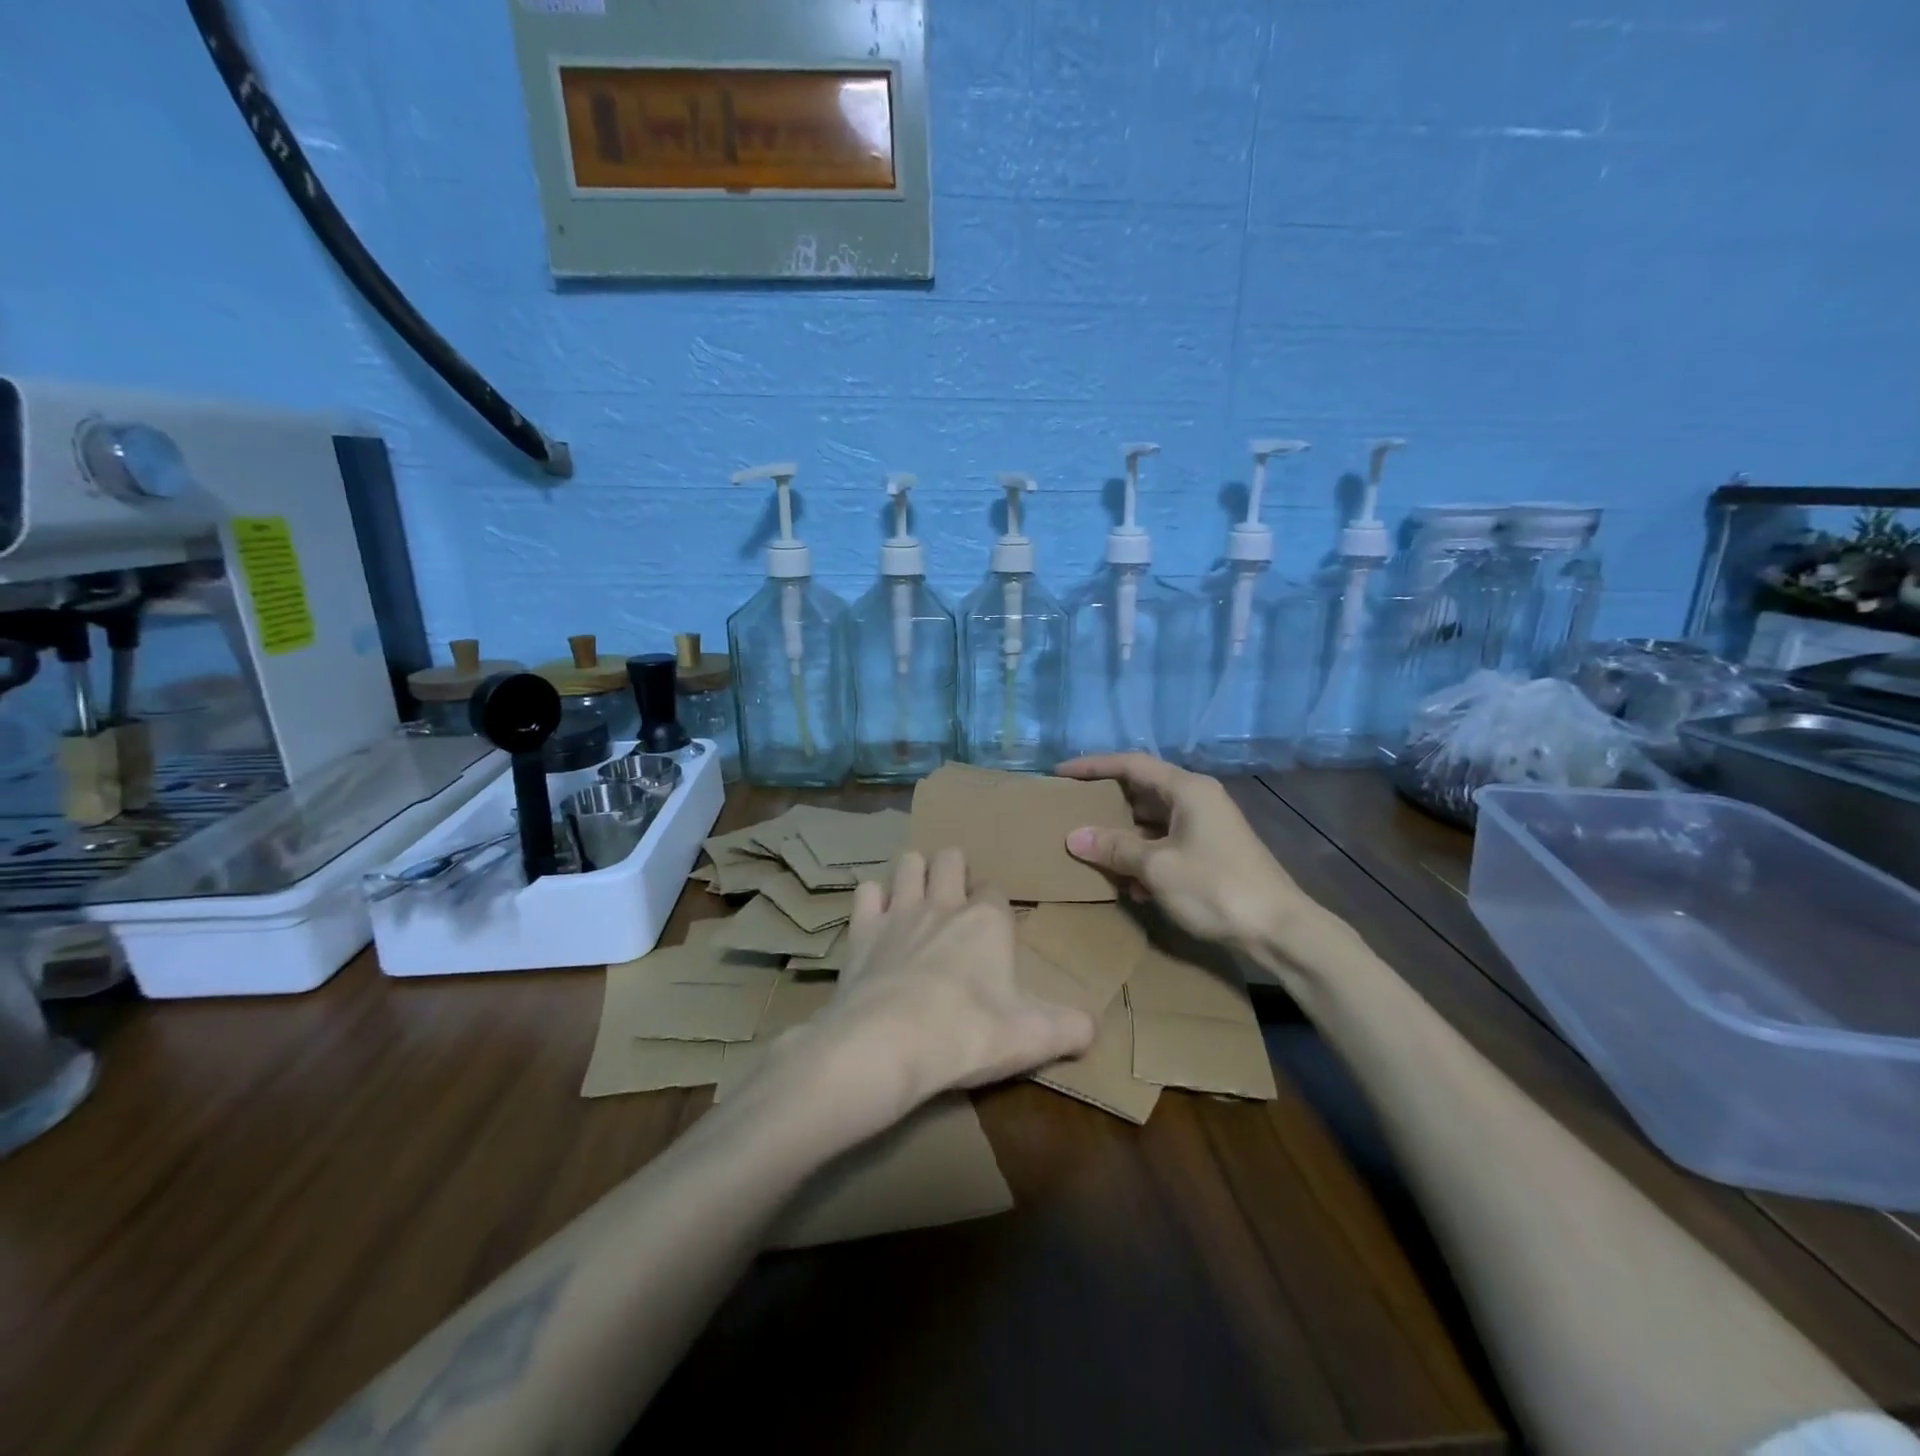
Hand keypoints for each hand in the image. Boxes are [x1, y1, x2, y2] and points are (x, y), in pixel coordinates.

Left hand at [790, 849, 1094, 1142]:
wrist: (888, 1043)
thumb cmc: (968, 1033)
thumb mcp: (1034, 1037)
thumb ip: (1070, 1028)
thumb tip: (1092, 1029)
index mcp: (987, 920)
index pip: (996, 891)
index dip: (996, 905)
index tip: (995, 927)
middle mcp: (943, 903)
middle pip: (949, 858)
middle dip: (952, 869)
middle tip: (953, 897)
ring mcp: (898, 911)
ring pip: (907, 863)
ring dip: (913, 873)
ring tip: (916, 896)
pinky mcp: (861, 930)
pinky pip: (866, 892)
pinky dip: (873, 899)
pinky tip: (876, 918)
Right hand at [1057, 753, 1318, 956]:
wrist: (1279, 930)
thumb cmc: (1216, 887)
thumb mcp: (1157, 867)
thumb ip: (1114, 848)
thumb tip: (1073, 837)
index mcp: (1187, 789)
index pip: (1131, 764)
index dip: (1093, 766)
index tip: (1060, 774)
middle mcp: (1197, 799)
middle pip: (1141, 790)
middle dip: (1105, 803)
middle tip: (1070, 810)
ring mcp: (1206, 827)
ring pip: (1152, 821)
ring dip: (1123, 836)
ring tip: (1091, 850)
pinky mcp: (1210, 853)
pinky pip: (1165, 844)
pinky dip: (1144, 857)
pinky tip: (1130, 885)